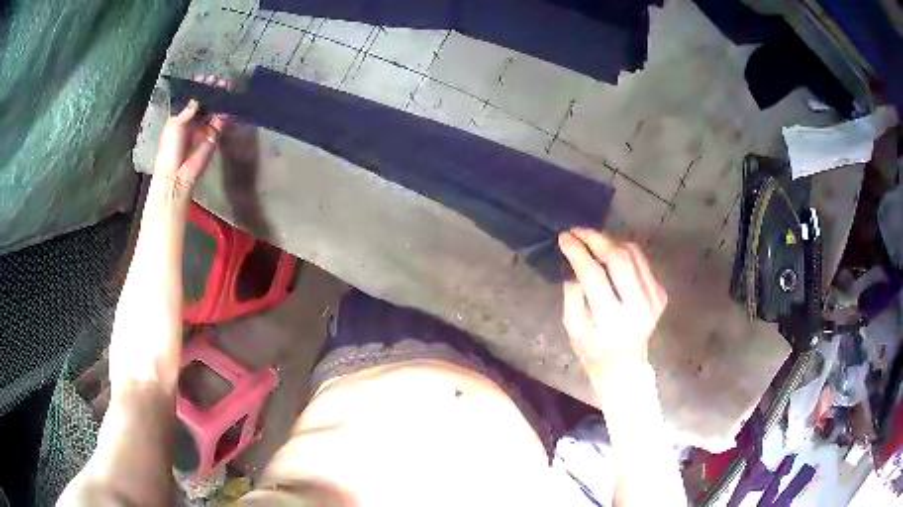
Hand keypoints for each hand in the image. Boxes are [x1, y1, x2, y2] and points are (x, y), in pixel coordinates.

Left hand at [154, 74, 228, 195]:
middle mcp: (193, 119)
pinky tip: (229, 102)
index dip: (197, 87)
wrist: (178, 173)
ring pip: (214, 108)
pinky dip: (226, 111)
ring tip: (227, 86)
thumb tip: (198, 98)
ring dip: (220, 98)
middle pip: (204, 101)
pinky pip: (222, 120)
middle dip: (211, 90)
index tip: (204, 77)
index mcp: (180, 116)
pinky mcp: (214, 135)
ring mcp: (204, 127)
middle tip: (218, 80)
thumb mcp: (174, 126)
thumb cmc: (170, 149)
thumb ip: (186, 110)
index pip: (190, 98)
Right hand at [558, 228, 666, 377]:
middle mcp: (638, 307)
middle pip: (619, 259)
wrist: (625, 367)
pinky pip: (641, 261)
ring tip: (591, 240)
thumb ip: (573, 294)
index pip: (594, 275)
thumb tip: (575, 262)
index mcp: (612, 321)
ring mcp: (654, 299)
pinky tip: (610, 254)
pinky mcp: (660, 294)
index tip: (564, 238)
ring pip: (633, 254)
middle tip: (577, 231)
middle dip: (596, 239)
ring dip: (610, 241)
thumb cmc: (593, 351)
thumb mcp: (573, 328)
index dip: (578, 252)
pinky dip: (624, 252)